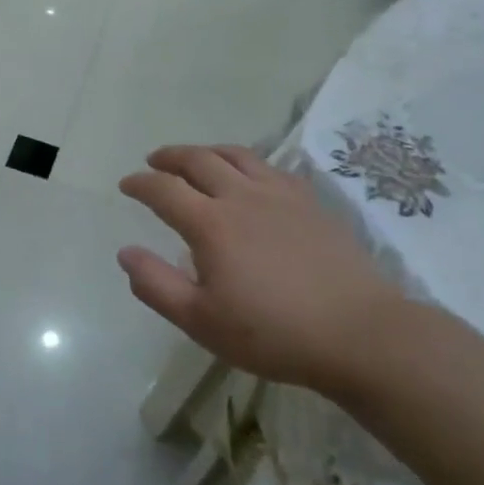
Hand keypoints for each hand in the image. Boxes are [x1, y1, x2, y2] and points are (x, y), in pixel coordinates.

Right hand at [117, 144, 407, 396]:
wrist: (358, 333)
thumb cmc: (272, 333)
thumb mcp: (200, 321)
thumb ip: (156, 285)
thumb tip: (125, 253)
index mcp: (211, 224)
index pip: (164, 190)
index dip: (140, 183)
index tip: (126, 184)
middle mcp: (242, 196)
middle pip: (198, 160)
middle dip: (170, 157)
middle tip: (154, 160)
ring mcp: (280, 195)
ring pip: (236, 155)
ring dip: (207, 151)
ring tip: (196, 158)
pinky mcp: (310, 203)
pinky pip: (270, 167)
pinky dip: (246, 162)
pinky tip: (249, 175)